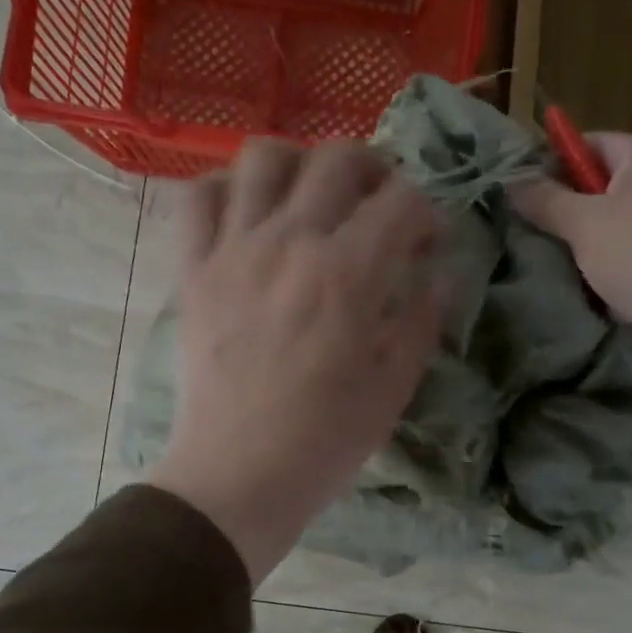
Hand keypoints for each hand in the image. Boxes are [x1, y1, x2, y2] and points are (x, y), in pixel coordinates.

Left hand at [147, 139, 442, 581]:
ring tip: (312, 195)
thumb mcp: (394, 387)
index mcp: (349, 273)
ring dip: (300, 163)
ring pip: (263, 157)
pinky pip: (198, 198)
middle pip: (338, 159)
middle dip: (375, 169)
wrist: (239, 475)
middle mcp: (291, 241)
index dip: (426, 212)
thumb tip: (438, 276)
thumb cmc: (327, 440)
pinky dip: (226, 190)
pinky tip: (248, 214)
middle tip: (380, 204)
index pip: (402, 201)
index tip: (427, 241)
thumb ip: (421, 320)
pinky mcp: (194, 271)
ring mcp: (234, 250)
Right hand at [515, 133, 631, 441]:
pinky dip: (618, 271)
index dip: (553, 166)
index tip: (522, 199)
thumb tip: (512, 183)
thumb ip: (545, 201)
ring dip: (592, 247)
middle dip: (570, 212)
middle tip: (535, 239)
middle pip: (605, 186)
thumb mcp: (583, 224)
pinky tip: (599, 293)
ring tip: (561, 269)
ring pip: (621, 226)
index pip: (589, 143)